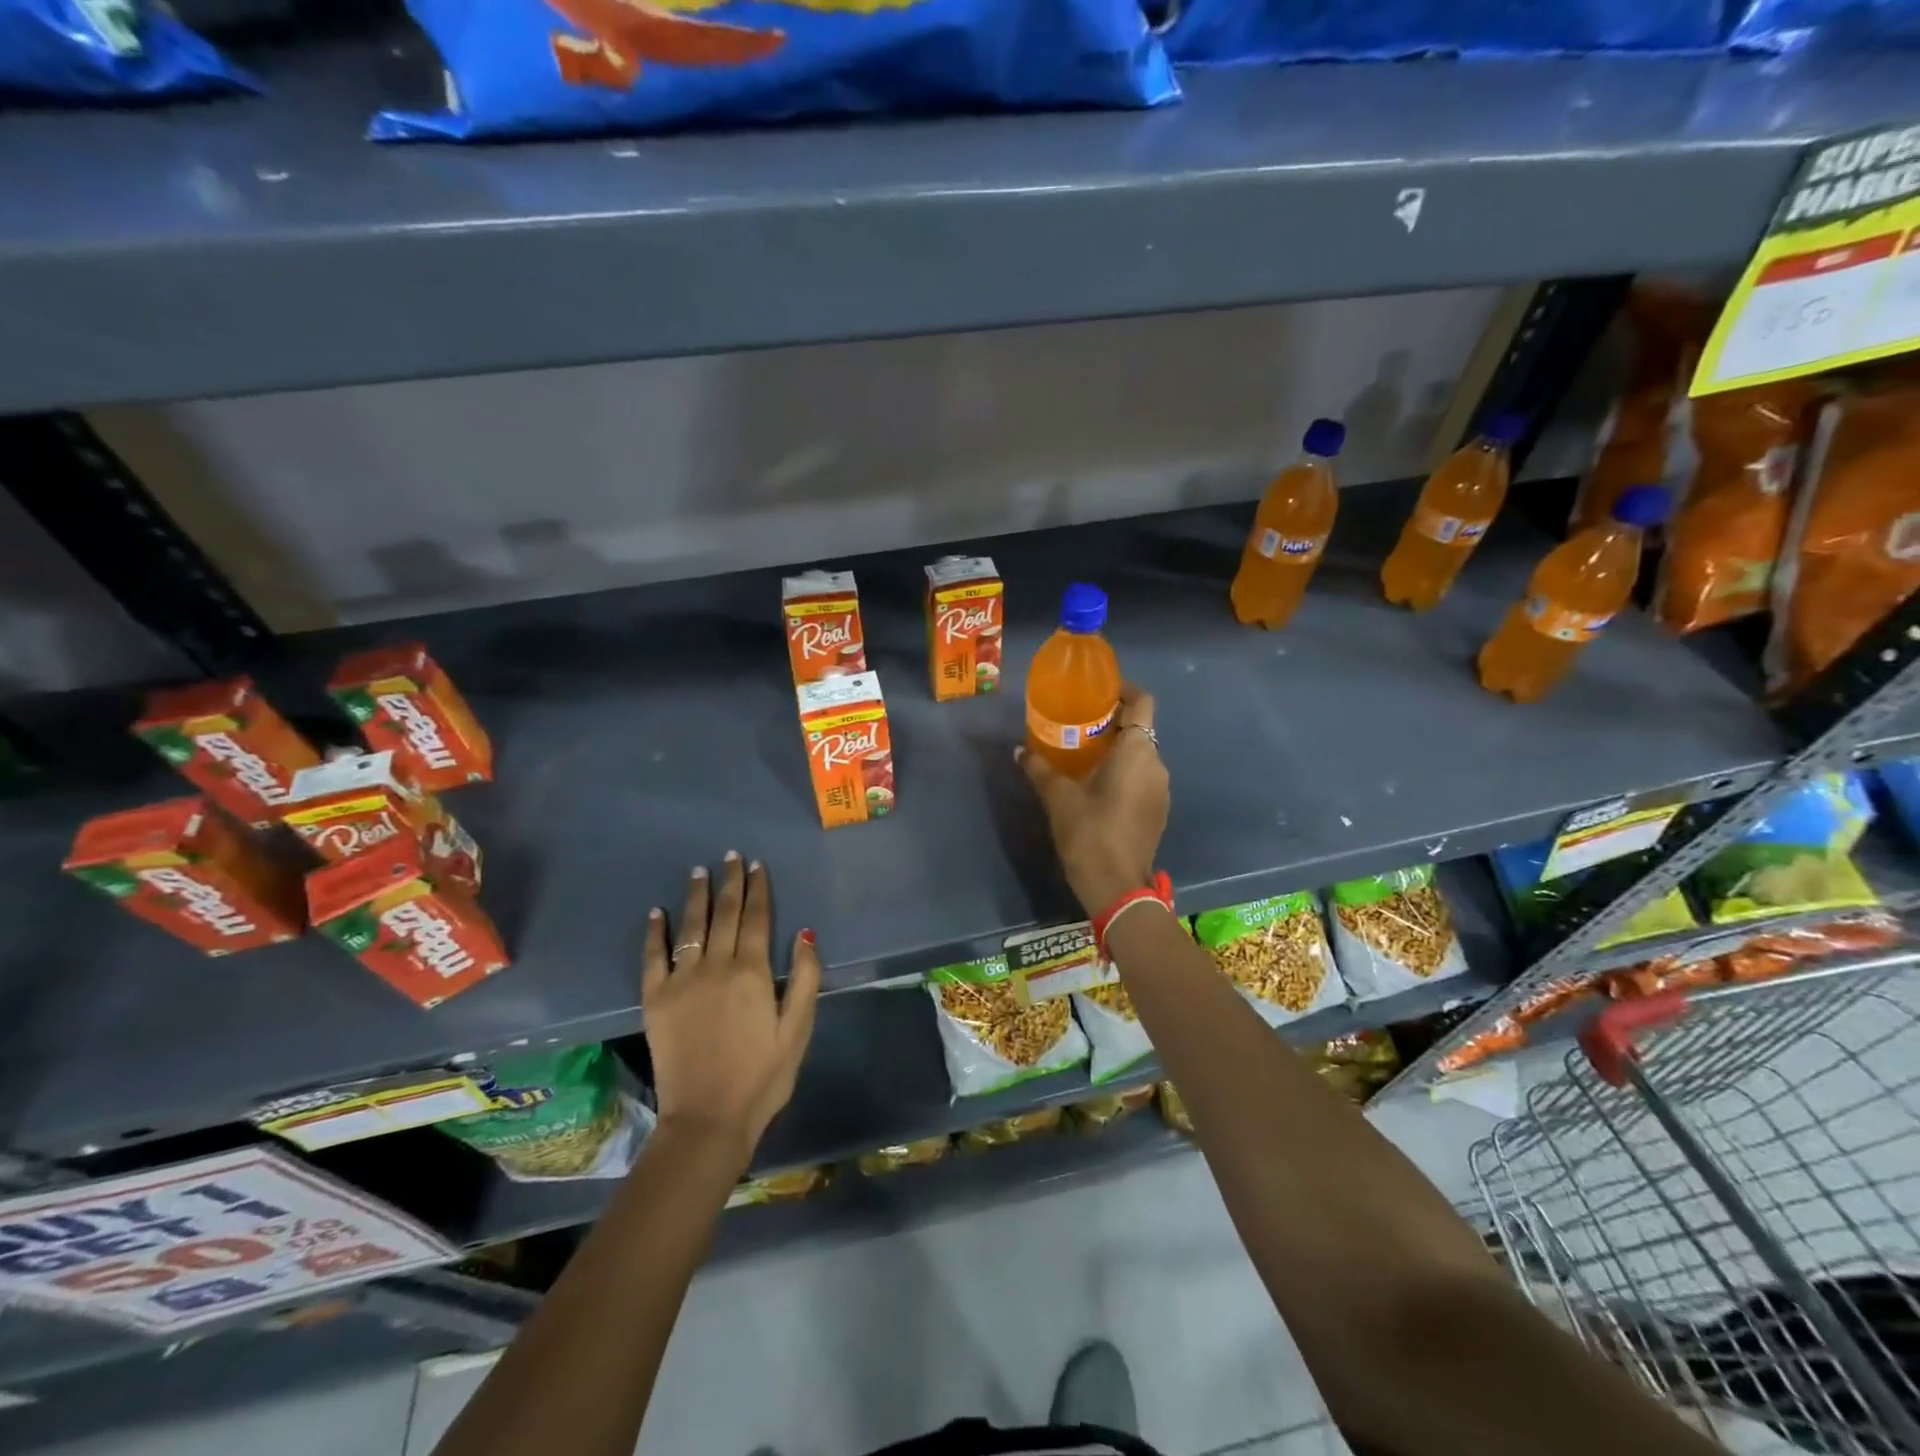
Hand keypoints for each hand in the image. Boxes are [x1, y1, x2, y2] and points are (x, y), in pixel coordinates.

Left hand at [642, 854, 820, 1174]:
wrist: (707, 1120)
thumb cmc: (763, 1077)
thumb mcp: (798, 1030)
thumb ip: (805, 979)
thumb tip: (804, 933)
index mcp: (753, 972)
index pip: (757, 918)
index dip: (758, 889)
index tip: (757, 866)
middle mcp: (716, 967)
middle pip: (725, 914)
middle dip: (730, 882)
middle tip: (731, 856)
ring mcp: (682, 981)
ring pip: (691, 927)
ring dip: (696, 896)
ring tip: (699, 871)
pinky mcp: (655, 1000)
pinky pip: (653, 957)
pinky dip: (655, 933)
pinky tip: (657, 913)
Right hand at [1017, 683, 1169, 915]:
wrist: (1117, 887)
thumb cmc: (1089, 832)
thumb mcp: (1058, 797)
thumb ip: (1039, 768)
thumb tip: (1020, 750)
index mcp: (1137, 751)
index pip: (1142, 702)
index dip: (1124, 690)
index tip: (1098, 691)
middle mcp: (1156, 764)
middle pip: (1140, 728)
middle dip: (1112, 722)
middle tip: (1079, 724)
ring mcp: (1161, 790)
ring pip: (1141, 755)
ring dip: (1117, 749)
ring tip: (1083, 754)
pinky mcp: (1158, 811)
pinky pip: (1142, 777)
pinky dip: (1124, 772)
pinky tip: (1096, 785)